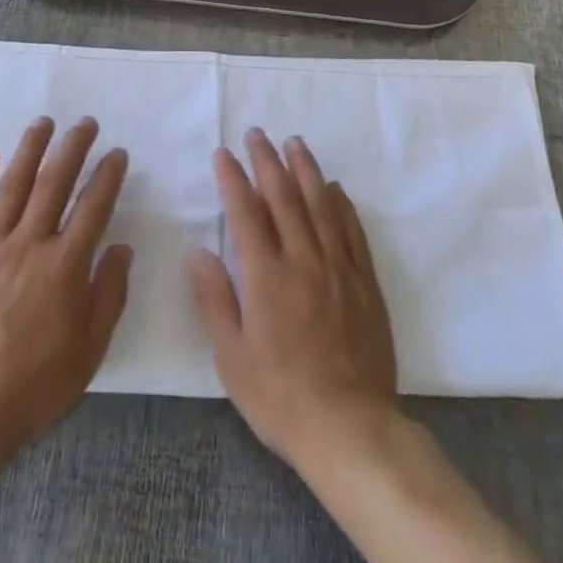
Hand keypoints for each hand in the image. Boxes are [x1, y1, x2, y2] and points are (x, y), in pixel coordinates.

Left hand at [0, 117, 131, 474]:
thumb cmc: (33, 386)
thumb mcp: (89, 351)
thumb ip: (109, 294)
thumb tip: (122, 247)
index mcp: (64, 266)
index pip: (93, 207)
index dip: (108, 176)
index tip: (117, 153)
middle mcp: (28, 245)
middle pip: (54, 184)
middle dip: (73, 148)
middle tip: (85, 123)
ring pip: (12, 186)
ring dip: (30, 150)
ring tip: (43, 123)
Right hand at [186, 130, 397, 472]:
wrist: (351, 429)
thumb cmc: (281, 397)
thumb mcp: (232, 357)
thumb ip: (214, 299)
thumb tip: (197, 251)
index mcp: (267, 277)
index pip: (246, 213)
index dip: (233, 179)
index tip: (224, 153)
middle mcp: (304, 261)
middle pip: (284, 198)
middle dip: (268, 161)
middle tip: (257, 134)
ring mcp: (338, 269)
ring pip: (320, 205)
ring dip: (306, 170)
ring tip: (295, 143)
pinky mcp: (365, 283)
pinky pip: (352, 232)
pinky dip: (341, 204)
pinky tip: (335, 188)